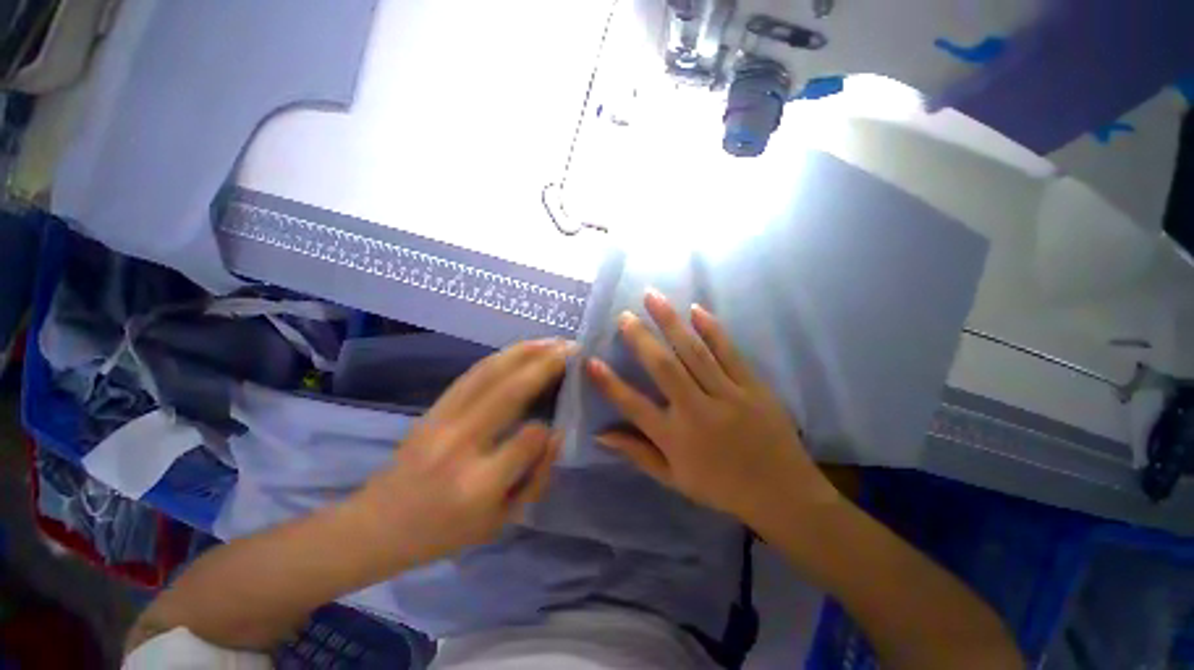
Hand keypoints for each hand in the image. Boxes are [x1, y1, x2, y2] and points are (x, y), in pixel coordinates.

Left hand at [350, 339, 571, 569]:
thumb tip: (556, 433)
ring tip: (553, 341)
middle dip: (547, 364)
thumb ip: (535, 478)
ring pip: (491, 373)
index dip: (548, 429)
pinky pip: (474, 374)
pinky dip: (502, 357)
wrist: (378, 523)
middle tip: (572, 348)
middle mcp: (461, 443)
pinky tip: (521, 349)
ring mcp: (443, 420)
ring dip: (526, 351)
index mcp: (479, 483)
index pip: (529, 438)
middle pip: (511, 391)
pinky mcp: (434, 407)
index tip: (559, 423)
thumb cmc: (445, 532)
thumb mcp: (500, 521)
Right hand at [587, 290, 837, 526]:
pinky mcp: (753, 386)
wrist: (783, 493)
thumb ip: (637, 453)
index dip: (609, 384)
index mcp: (675, 438)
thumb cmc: (721, 487)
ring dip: (671, 321)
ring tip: (652, 297)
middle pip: (663, 367)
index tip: (590, 360)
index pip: (633, 406)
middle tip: (623, 315)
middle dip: (640, 338)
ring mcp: (727, 395)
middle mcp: (697, 411)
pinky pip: (729, 352)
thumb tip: (601, 435)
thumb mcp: (674, 479)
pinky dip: (712, 329)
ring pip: (694, 352)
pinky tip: (697, 309)